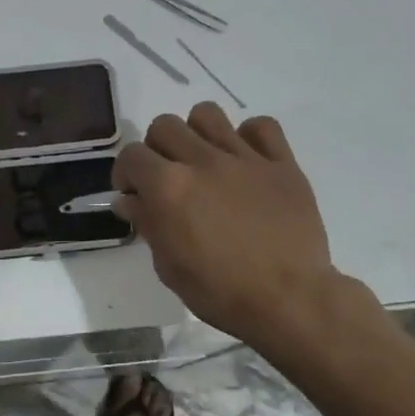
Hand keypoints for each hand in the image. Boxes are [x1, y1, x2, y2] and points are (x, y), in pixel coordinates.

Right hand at [113, 103, 342, 351]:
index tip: (133, 193)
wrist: (289, 301)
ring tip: (204, 160)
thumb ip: (147, 224)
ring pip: (208, 114)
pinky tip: (246, 161)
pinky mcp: (282, 164)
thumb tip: (130, 200)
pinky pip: (261, 126)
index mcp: (169, 187)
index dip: (126, 173)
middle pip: (165, 125)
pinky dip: (249, 137)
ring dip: (197, 133)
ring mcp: (245, 158)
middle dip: (157, 149)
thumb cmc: (220, 292)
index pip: (131, 155)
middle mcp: (203, 161)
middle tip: (167, 177)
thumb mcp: (168, 266)